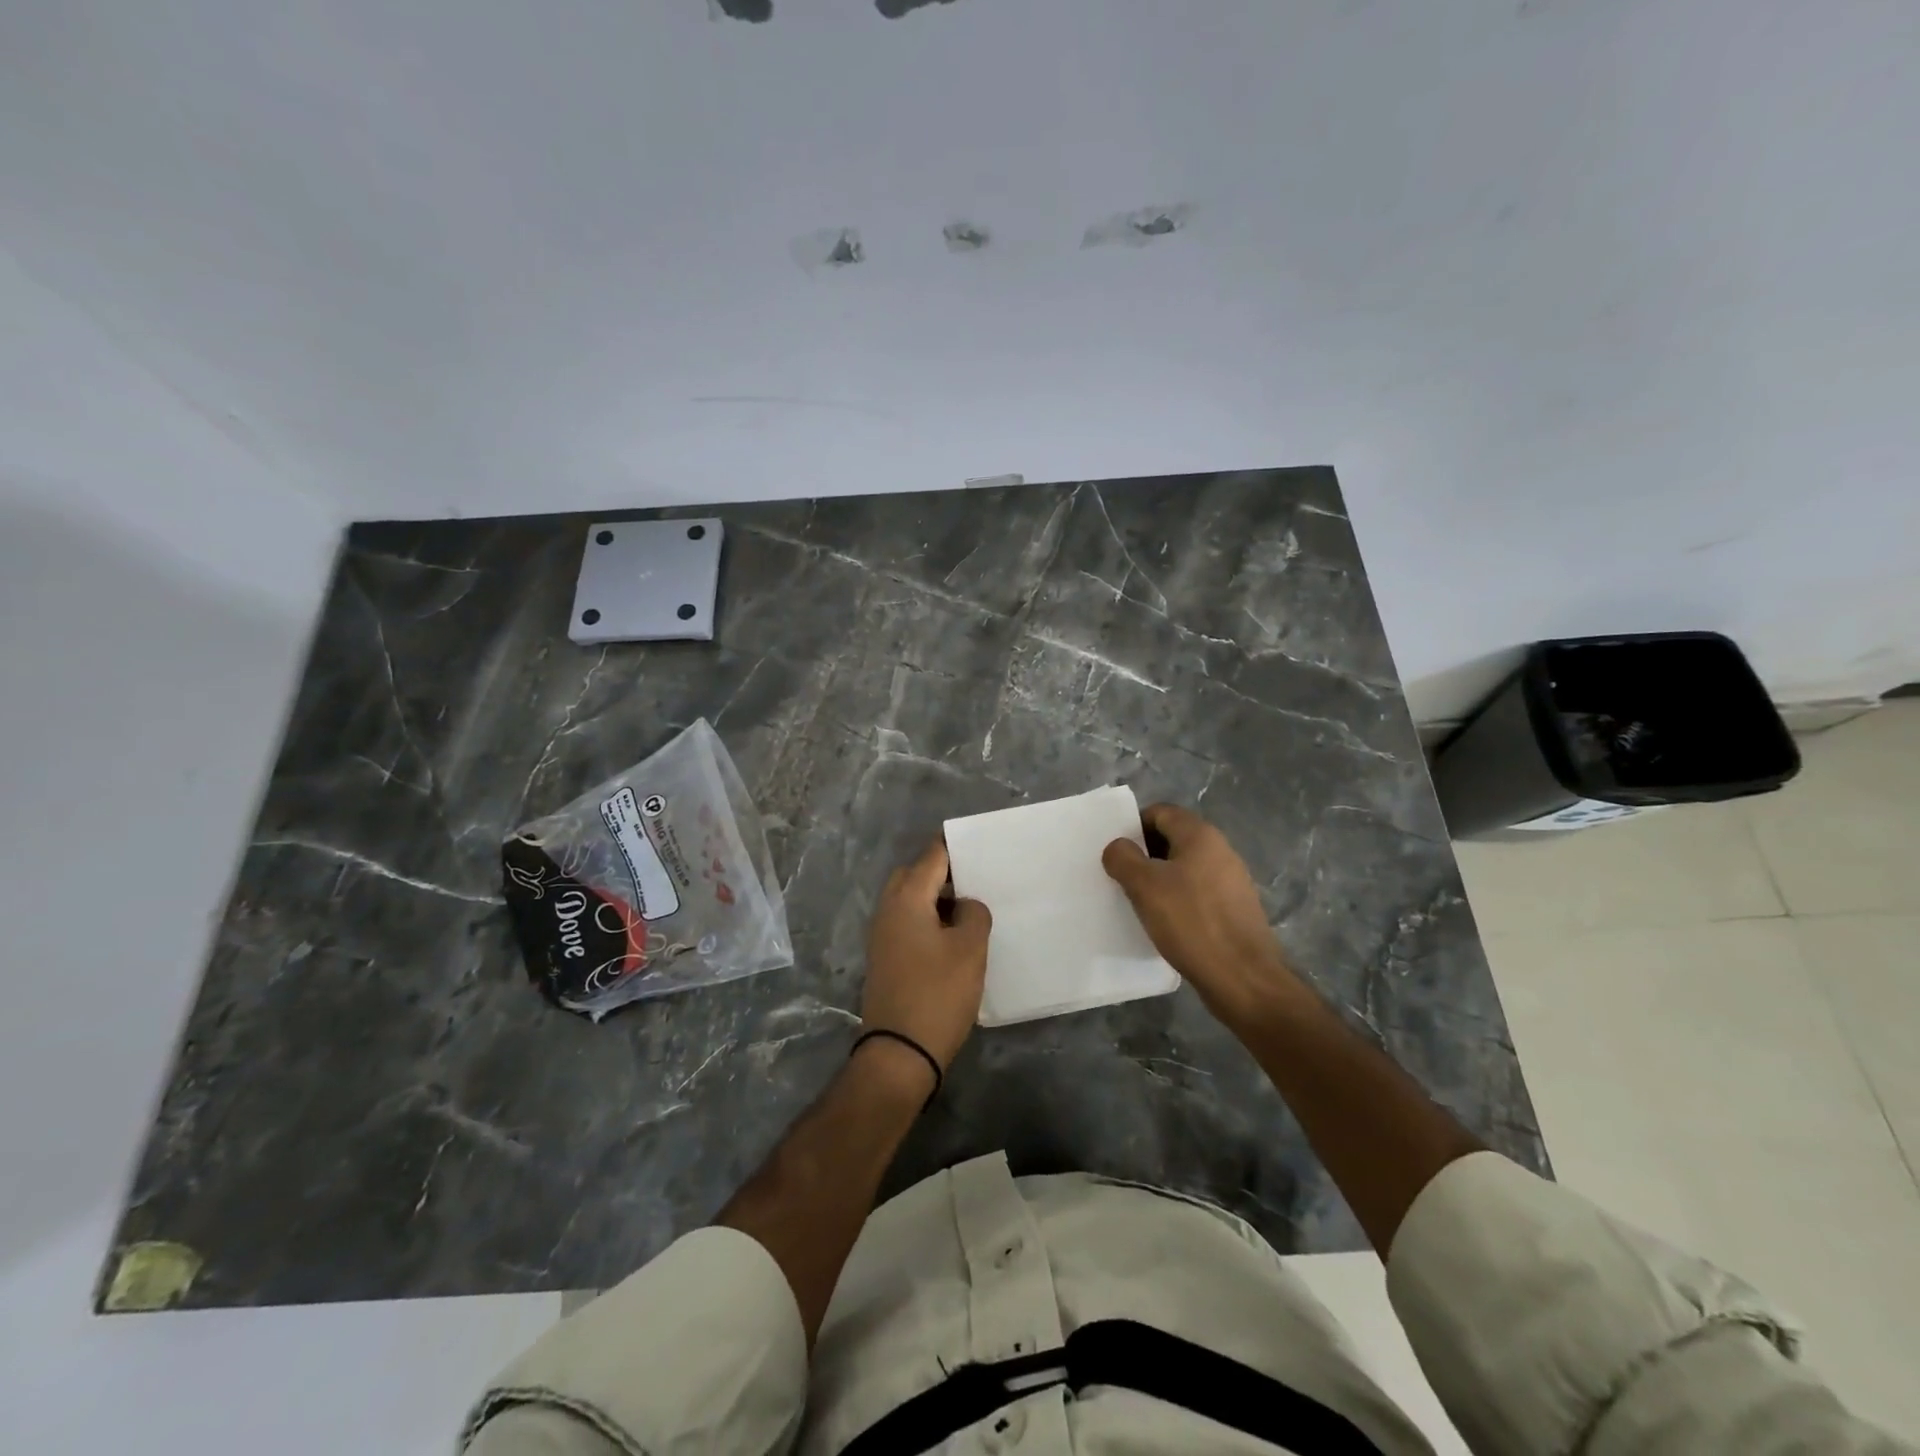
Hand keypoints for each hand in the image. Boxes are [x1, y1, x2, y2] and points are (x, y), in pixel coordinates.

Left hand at [861, 840, 991, 1076]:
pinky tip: (953, 937)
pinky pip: (907, 922)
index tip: (983, 847)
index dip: (957, 847)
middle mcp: (888, 909)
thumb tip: (964, 905)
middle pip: (915, 874)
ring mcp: (882, 935)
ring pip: (910, 900)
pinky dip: (928, 920)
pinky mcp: (885, 958)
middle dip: (943, 872)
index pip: (932, 856)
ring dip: (936, 899)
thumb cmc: (937, 994)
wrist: (899, 1052)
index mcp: (906, 898)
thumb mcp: (969, 949)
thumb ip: (973, 914)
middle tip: (977, 881)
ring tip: (970, 910)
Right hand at [1102, 803, 1300, 1026]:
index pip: (1160, 812)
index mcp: (1200, 835)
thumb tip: (1118, 847)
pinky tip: (1166, 923)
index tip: (1116, 852)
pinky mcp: (1235, 909)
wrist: (1243, 978)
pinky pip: (1198, 893)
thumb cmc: (1191, 922)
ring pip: (1185, 867)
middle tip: (1122, 878)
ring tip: (1140, 903)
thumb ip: (1123, 858)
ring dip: (1160, 879)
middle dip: (1145, 854)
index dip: (1133, 827)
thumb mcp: (1144, 886)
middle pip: (1173, 838)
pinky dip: (1179, 900)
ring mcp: (1232, 881)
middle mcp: (1221, 850)